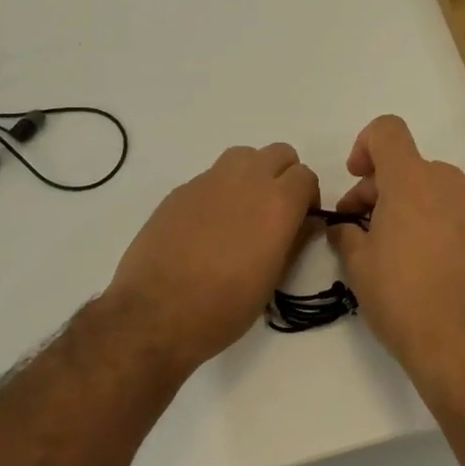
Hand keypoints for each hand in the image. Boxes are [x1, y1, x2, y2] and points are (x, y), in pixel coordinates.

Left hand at [102, 143, 319, 369]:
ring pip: (243, 156)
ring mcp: (210, 181)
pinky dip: (220, 190)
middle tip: (277, 210)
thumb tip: (308, 222)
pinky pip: (211, 176)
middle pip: (279, 153)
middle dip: (284, 175)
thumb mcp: (272, 280)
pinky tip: (208, 225)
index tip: (301, 219)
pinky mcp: (181, 190)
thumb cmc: (225, 306)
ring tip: (244, 209)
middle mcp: (247, 180)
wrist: (156, 312)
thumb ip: (295, 242)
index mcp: (278, 203)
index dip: (308, 197)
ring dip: (252, 173)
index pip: (306, 175)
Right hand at [327, 116, 464, 371]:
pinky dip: (434, 218)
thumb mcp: (358, 266)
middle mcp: (448, 181)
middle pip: (407, 164)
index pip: (387, 130)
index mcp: (412, 179)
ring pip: (432, 186)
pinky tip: (425, 260)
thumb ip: (346, 234)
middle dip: (379, 188)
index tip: (356, 177)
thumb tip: (344, 228)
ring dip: (407, 204)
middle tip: (360, 229)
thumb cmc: (402, 298)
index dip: (365, 145)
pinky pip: (454, 208)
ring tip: (393, 247)